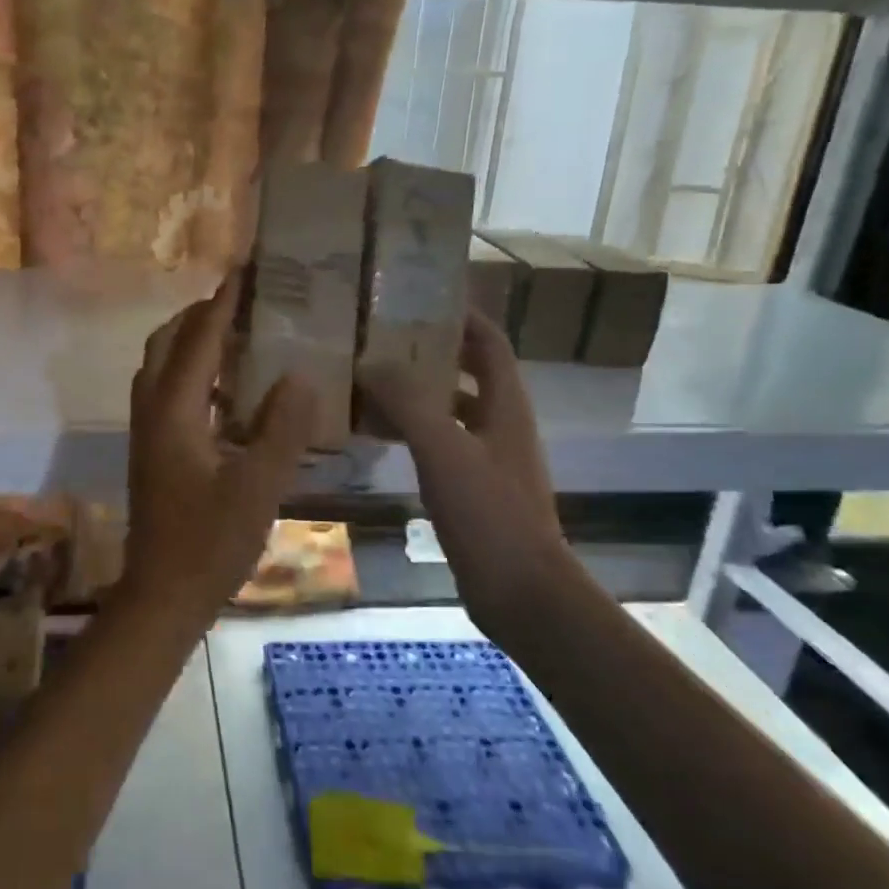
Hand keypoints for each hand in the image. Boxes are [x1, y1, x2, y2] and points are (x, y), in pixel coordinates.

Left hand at [124, 278, 316, 621]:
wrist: (162, 595)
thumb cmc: (210, 543)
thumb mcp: (258, 487)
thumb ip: (281, 429)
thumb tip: (300, 375)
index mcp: (174, 412)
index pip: (198, 342)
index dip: (221, 306)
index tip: (242, 272)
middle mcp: (152, 412)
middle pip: (165, 345)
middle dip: (198, 317)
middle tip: (240, 303)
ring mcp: (146, 432)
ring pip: (160, 368)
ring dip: (190, 343)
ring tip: (234, 335)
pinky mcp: (151, 451)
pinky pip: (166, 392)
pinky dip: (190, 374)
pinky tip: (225, 390)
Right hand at [358, 311, 572, 630]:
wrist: (520, 592)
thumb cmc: (489, 513)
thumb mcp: (444, 449)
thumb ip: (407, 401)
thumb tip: (368, 361)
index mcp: (505, 405)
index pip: (490, 342)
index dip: (463, 316)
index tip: (422, 296)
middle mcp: (500, 424)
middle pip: (467, 372)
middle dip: (430, 351)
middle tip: (381, 337)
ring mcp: (488, 459)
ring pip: (449, 410)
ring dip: (416, 393)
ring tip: (368, 380)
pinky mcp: (472, 489)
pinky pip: (439, 444)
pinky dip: (411, 431)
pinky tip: (377, 436)